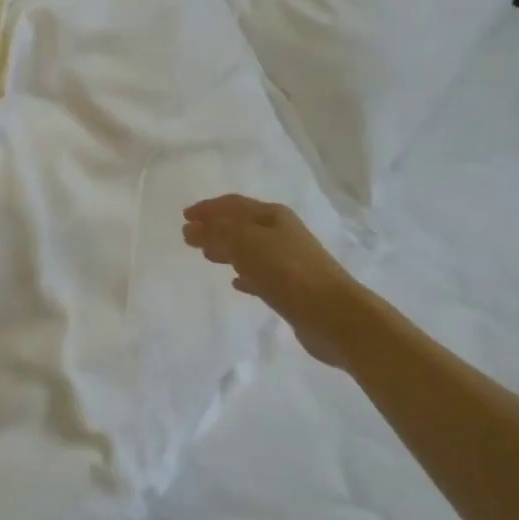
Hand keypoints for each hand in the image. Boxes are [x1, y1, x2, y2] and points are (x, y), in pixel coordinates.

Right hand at [182, 195, 368, 367]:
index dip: (208, 208)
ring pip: (250, 249)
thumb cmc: (287, 271)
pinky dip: (245, 274)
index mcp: (272, 215)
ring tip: (207, 256)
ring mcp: (289, 260)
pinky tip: (236, 282)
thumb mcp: (245, 244)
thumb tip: (191, 228)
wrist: (333, 314)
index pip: (233, 205)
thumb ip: (216, 233)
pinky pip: (261, 274)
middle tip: (190, 237)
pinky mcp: (293, 287)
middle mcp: (282, 232)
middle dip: (215, 228)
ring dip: (227, 249)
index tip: (185, 216)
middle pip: (241, 225)